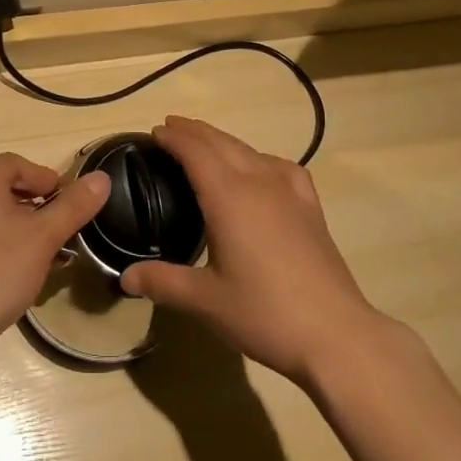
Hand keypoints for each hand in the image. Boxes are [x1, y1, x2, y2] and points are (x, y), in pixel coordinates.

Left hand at [0, 152, 109, 377]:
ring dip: (24, 230)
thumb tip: (102, 178)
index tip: (70, 204)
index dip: (47, 179)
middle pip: (6, 189)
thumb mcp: (43, 237)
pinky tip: (21, 275)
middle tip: (63, 230)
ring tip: (49, 256)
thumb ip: (74, 206)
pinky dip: (4, 247)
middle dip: (38, 207)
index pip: (18, 163)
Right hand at [120, 116, 384, 385]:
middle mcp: (257, 181)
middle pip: (221, 142)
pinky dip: (260, 158)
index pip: (195, 152)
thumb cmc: (264, 313)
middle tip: (171, 127)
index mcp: (227, 197)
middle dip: (194, 131)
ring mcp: (288, 191)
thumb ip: (163, 283)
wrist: (335, 333)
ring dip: (223, 141)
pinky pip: (281, 166)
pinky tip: (262, 170)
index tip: (155, 131)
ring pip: (250, 150)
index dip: (174, 137)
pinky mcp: (310, 206)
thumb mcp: (206, 301)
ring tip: (207, 144)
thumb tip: (125, 277)